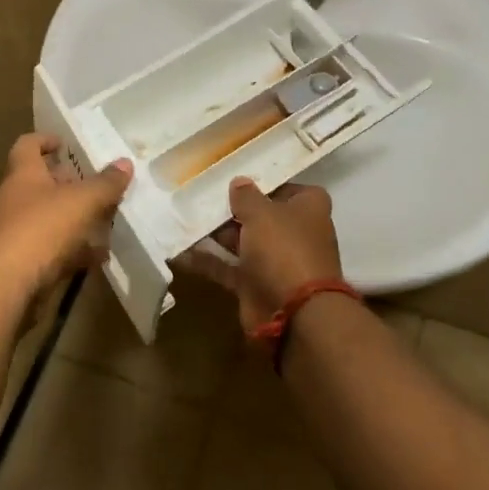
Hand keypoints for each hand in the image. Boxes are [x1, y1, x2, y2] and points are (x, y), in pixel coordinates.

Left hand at [0, 135, 132, 296]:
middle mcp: (14, 200)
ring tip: (106, 219)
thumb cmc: (40, 229)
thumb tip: (125, 162)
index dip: (46, 140)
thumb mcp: (81, 201)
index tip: (66, 143)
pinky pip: (53, 251)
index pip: (28, 145)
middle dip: (69, 183)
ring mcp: (16, 233)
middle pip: (41, 184)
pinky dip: (74, 251)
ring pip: (49, 219)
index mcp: (23, 175)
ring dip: (74, 219)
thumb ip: (105, 183)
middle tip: (98, 184)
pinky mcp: (22, 263)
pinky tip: (99, 256)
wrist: (3, 286)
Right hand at [178, 178, 343, 331]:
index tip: (234, 176)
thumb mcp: (262, 213)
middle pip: (261, 215)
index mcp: (308, 209)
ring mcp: (275, 261)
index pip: (287, 187)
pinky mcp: (256, 284)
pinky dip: (207, 261)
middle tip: (199, 194)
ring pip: (242, 241)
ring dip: (216, 234)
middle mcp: (295, 233)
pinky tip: (179, 251)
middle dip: (232, 208)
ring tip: (183, 217)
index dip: (262, 182)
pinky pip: (228, 268)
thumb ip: (246, 196)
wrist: (293, 313)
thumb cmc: (283, 249)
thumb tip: (239, 182)